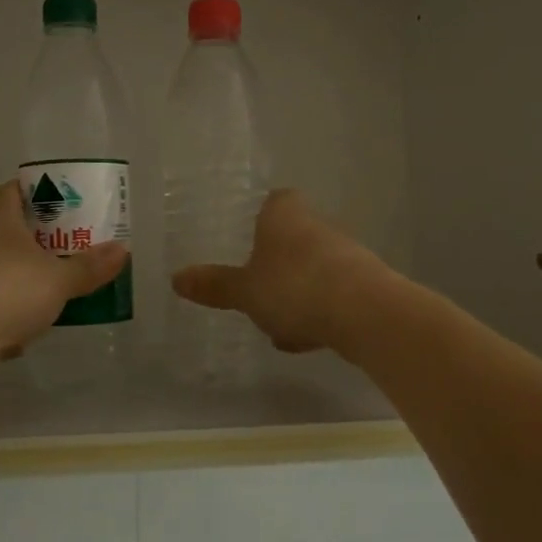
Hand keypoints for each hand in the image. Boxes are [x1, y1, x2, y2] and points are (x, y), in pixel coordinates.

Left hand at [0, 180, 129, 362]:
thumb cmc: (5, 290)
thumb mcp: (58, 277)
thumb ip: (90, 266)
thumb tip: (123, 250)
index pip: (17, 189)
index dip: (44, 190)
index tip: (71, 199)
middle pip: (15, 230)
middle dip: (47, 237)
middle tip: (81, 242)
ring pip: (8, 269)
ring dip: (33, 275)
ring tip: (68, 282)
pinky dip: (18, 310)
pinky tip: (40, 322)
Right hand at [171, 190, 382, 354]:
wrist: (366, 313)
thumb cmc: (294, 287)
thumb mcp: (245, 291)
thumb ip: (214, 285)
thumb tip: (176, 279)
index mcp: (284, 213)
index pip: (273, 202)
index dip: (260, 220)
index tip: (246, 244)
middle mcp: (317, 225)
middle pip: (292, 239)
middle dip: (276, 267)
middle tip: (256, 293)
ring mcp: (345, 253)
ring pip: (312, 270)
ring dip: (297, 295)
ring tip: (279, 329)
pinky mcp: (366, 284)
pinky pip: (332, 294)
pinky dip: (319, 312)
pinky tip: (307, 338)